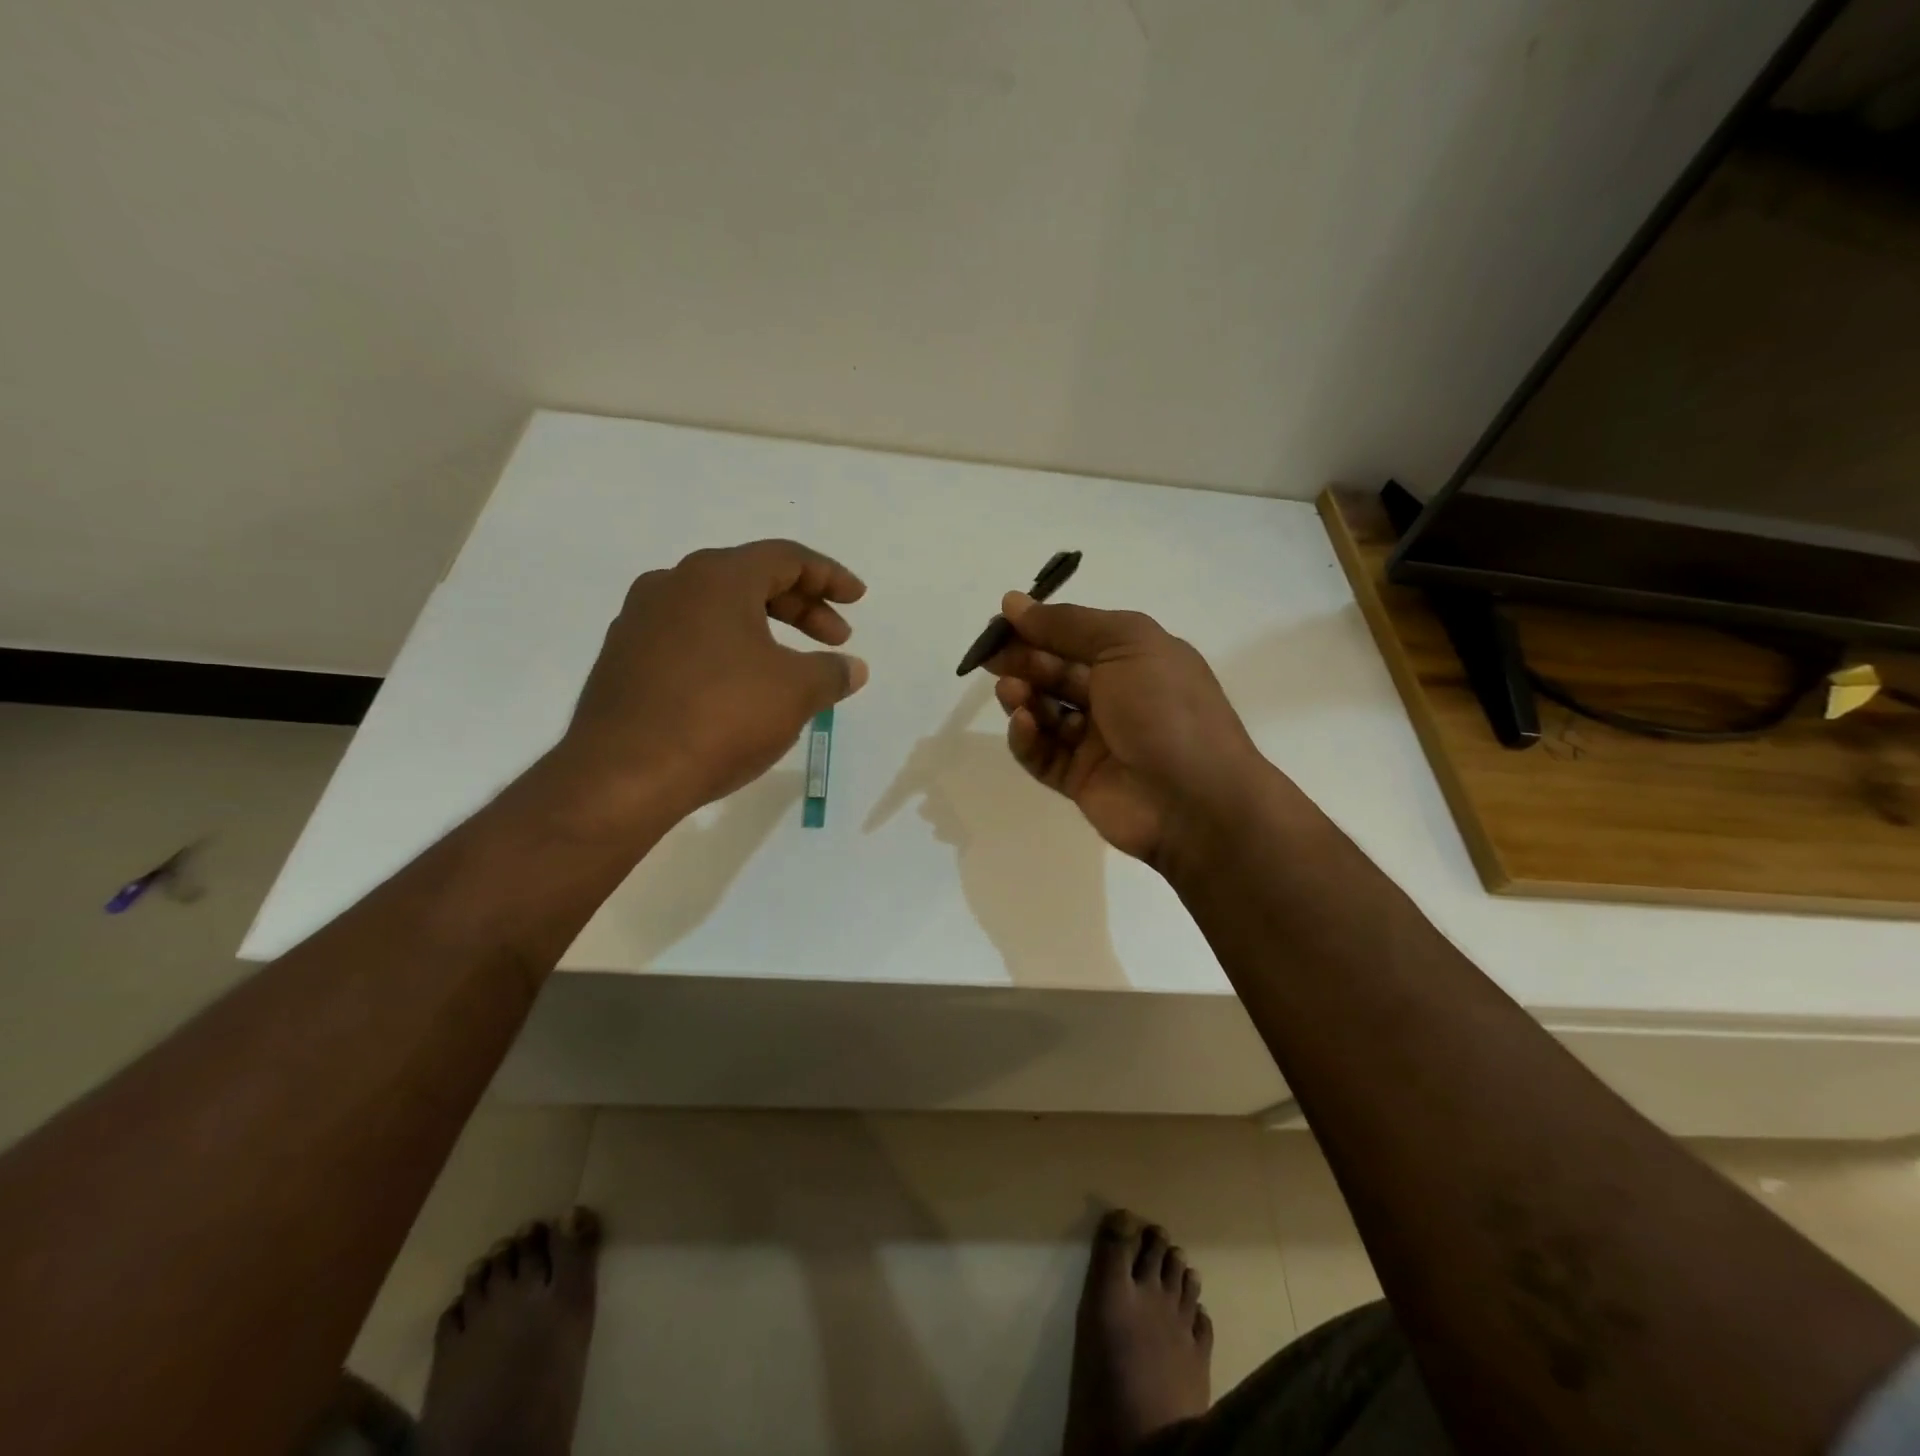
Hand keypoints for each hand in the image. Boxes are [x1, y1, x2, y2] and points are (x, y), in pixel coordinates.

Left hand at [555, 539, 868, 826]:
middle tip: (836, 638)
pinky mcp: (623, 659)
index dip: (829, 576)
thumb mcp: (795, 693)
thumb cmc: (721, 718)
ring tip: (792, 667)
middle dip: (801, 607)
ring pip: (717, 610)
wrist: (623, 775)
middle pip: (751, 579)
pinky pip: (690, 638)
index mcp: (716, 578)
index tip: (857, 599)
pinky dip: (728, 649)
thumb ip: (831, 673)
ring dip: (764, 630)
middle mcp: (672, 585)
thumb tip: (852, 668)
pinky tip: (742, 687)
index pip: (785, 558)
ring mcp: (640, 621)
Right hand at [986, 594, 1268, 865]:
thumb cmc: (1166, 709)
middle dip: (1023, 662)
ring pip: (1046, 713)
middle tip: (991, 659)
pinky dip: (1028, 738)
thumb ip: (1068, 624)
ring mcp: (1097, 741)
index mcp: (1136, 659)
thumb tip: (1014, 603)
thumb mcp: (1126, 644)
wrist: (1195, 800)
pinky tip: (1025, 725)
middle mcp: (1116, 696)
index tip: (1001, 622)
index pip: (1077, 636)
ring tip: (1011, 693)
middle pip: (1056, 673)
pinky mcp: (1079, 779)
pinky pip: (1043, 754)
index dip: (1039, 628)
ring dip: (1023, 698)